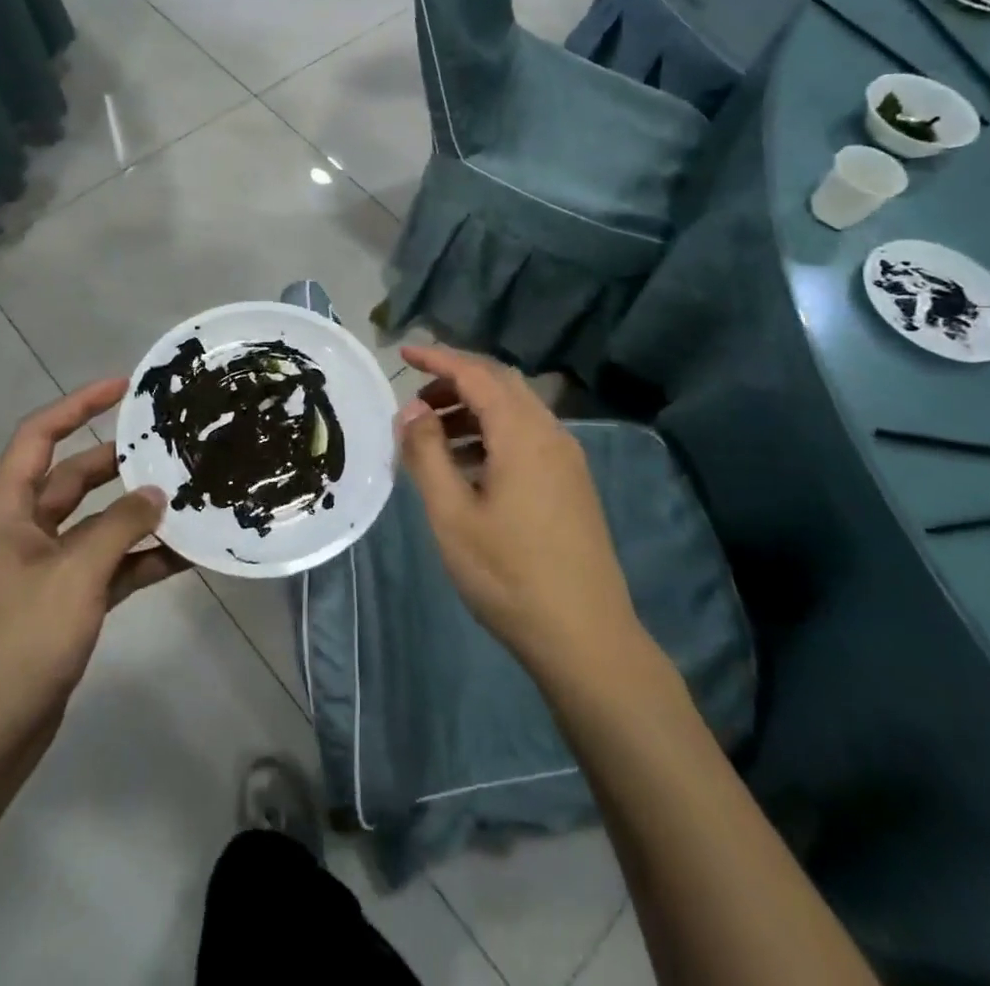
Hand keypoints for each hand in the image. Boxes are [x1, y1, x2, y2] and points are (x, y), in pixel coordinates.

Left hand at [0, 378, 190, 763]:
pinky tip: (185, 555)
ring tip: (189, 495)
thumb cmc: (18, 640)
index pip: (40, 436)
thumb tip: (157, 493)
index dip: (79, 404)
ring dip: (137, 514)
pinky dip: (140, 558)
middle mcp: (23, 530)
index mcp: (7, 509)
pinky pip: (108, 565)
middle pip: (74, 478)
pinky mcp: (64, 603)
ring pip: (97, 523)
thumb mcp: (75, 574)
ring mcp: (45, 569)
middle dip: (120, 462)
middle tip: (171, 445)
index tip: (124, 387)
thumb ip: (120, 526)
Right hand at [396, 345, 649, 677]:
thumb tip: (411, 409)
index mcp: (523, 434)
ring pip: (516, 411)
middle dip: (456, 381)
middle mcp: (551, 434)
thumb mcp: (452, 515)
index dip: (438, 358)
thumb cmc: (509, 575)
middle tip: (416, 400)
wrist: (586, 637)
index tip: (403, 352)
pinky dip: (493, 434)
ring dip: (474, 409)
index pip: (476, 374)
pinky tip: (469, 466)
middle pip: (501, 384)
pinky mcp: (572, 483)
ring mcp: (567, 459)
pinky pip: (528, 436)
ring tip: (433, 436)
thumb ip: (427, 454)